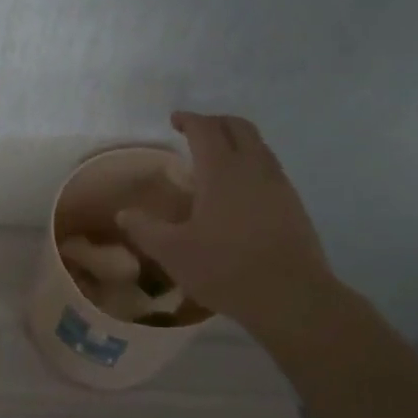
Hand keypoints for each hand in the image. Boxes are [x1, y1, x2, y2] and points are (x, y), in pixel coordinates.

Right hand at [117, 111, 334, 328]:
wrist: (292, 297)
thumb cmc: (226, 269)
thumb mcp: (173, 253)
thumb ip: (145, 229)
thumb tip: (124, 214)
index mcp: (221, 170)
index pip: (205, 128)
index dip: (189, 119)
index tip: (175, 120)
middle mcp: (253, 167)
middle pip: (238, 127)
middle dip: (216, 122)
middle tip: (196, 132)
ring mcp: (279, 184)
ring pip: (259, 145)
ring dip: (237, 142)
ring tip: (217, 160)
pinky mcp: (294, 204)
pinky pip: (270, 168)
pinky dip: (251, 163)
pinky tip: (240, 191)